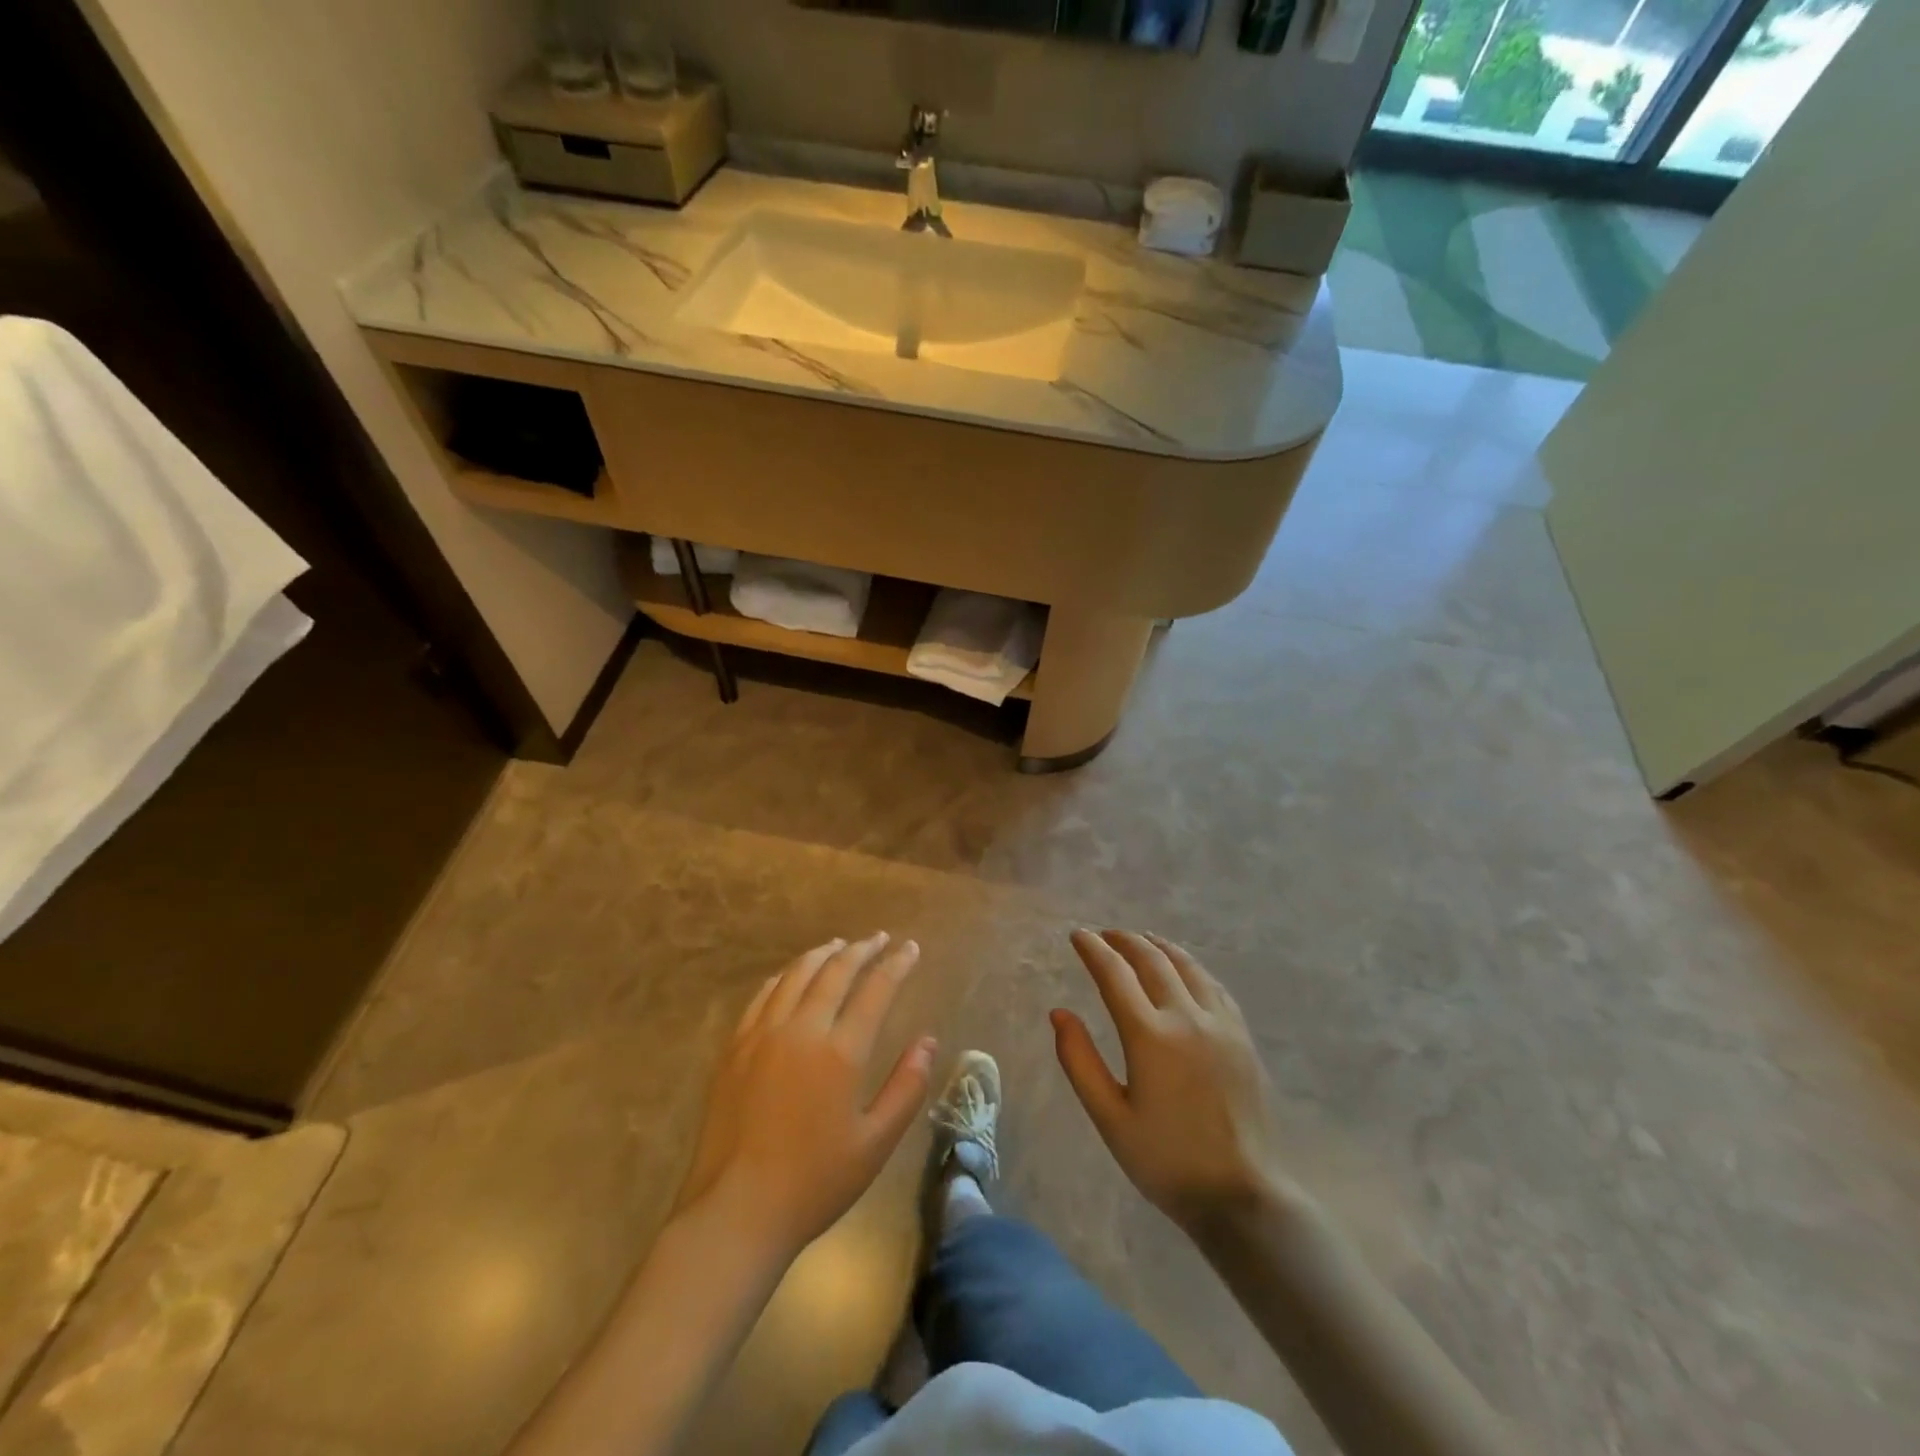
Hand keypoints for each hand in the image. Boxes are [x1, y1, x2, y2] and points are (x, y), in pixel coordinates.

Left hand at [673, 933, 935, 1262]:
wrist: (736, 1212)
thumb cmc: (814, 1183)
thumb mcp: (875, 1143)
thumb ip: (906, 1087)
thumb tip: (928, 1041)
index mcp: (841, 1052)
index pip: (876, 990)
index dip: (896, 964)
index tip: (910, 948)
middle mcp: (802, 1030)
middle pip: (835, 972)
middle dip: (862, 950)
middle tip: (879, 939)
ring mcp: (762, 1035)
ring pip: (796, 976)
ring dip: (822, 954)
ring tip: (840, 945)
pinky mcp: (735, 1048)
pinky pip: (763, 996)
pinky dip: (784, 977)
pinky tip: (791, 975)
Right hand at [1053, 929, 1287, 1234]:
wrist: (1239, 1194)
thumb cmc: (1164, 1160)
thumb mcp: (1109, 1117)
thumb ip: (1079, 1061)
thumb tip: (1059, 1013)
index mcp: (1150, 1036)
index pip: (1114, 974)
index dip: (1093, 950)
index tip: (1077, 936)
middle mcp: (1186, 1018)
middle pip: (1152, 960)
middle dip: (1124, 940)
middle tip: (1104, 934)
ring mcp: (1220, 1024)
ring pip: (1186, 965)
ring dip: (1158, 946)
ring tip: (1140, 939)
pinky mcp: (1242, 1036)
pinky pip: (1213, 985)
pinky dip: (1190, 966)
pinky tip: (1183, 969)